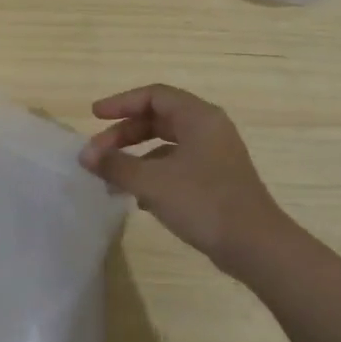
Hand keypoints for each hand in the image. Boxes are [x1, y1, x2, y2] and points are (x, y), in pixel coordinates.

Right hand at [79, 85, 285, 263]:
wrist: (255, 245)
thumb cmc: (204, 202)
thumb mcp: (152, 182)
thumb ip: (116, 165)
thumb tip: (85, 155)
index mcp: (198, 117)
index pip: (154, 96)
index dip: (121, 103)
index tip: (94, 117)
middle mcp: (209, 129)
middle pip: (158, 119)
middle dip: (124, 134)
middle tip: (97, 153)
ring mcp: (215, 155)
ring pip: (166, 145)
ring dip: (136, 158)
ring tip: (111, 178)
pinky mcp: (216, 180)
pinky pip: (177, 166)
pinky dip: (154, 175)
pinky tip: (138, 199)